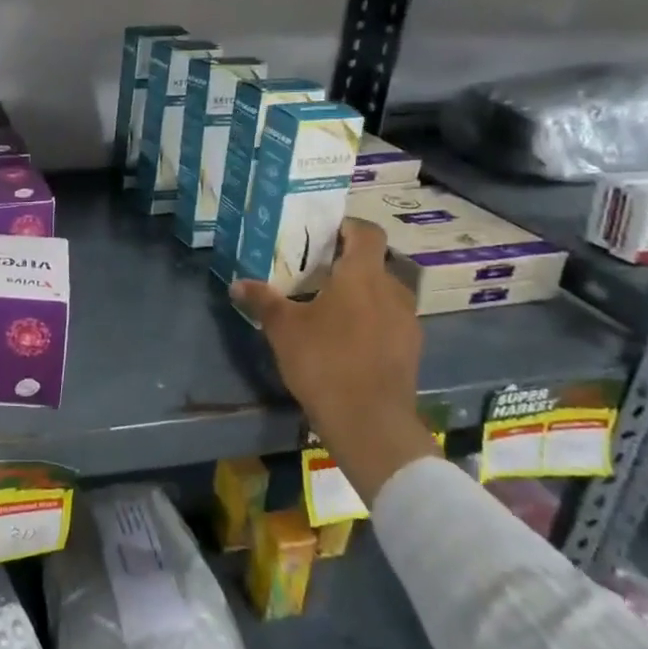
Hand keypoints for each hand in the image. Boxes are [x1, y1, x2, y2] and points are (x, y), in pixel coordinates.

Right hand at [231, 217, 436, 504]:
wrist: (370, 422)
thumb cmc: (324, 362)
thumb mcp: (283, 329)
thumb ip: (263, 300)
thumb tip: (237, 283)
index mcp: (362, 276)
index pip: (366, 232)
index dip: (347, 226)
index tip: (323, 232)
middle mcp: (392, 291)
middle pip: (374, 263)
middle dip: (348, 263)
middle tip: (316, 272)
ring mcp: (407, 321)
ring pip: (384, 293)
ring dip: (361, 293)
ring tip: (329, 306)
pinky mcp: (410, 349)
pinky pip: (389, 320)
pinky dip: (371, 320)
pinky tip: (346, 339)